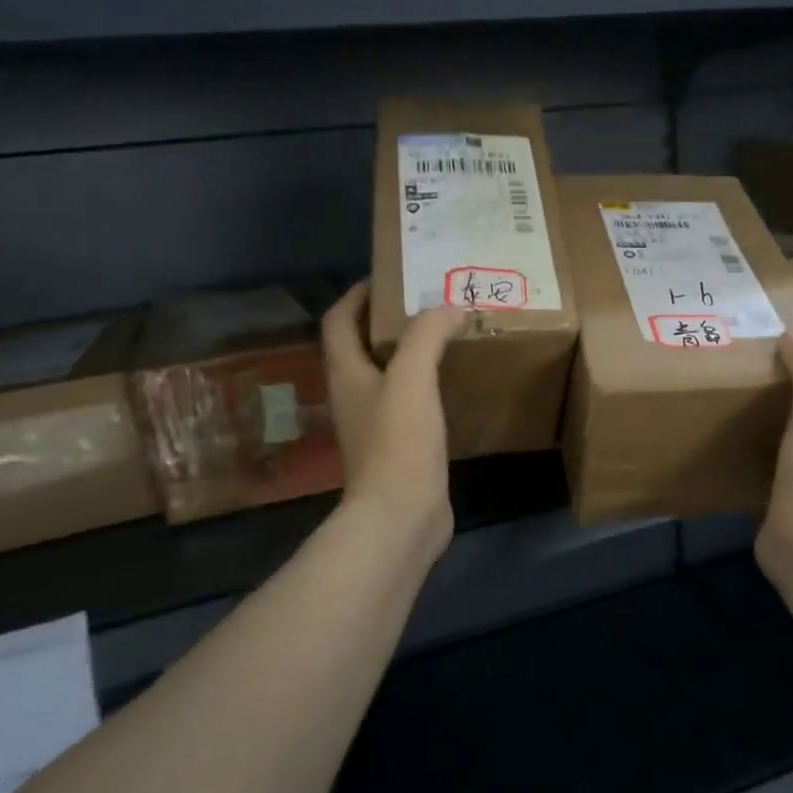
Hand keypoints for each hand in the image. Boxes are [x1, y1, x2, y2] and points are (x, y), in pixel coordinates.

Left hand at [321, 282, 466, 558]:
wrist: (402, 515)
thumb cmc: (399, 441)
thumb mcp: (412, 377)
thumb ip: (427, 335)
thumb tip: (451, 307)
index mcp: (346, 374)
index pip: (338, 321)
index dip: (356, 295)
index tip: (388, 278)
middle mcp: (354, 395)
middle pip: (361, 346)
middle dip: (388, 320)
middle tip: (427, 303)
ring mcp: (374, 424)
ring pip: (386, 374)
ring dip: (408, 352)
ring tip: (445, 336)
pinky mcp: (399, 447)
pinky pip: (408, 402)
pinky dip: (425, 384)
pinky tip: (453, 382)